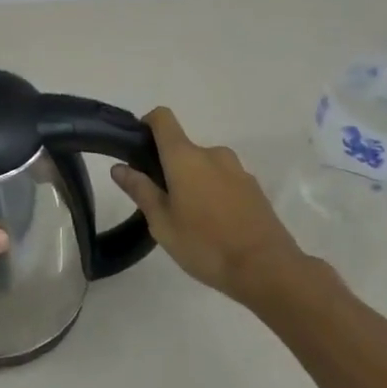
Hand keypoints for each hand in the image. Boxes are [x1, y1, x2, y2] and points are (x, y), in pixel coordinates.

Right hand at [111, 107, 305, 308]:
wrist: (268, 269)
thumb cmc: (205, 245)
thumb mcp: (162, 223)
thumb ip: (140, 191)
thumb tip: (119, 167)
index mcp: (185, 157)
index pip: (163, 118)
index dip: (148, 124)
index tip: (139, 148)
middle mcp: (212, 153)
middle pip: (183, 148)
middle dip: (170, 168)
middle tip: (163, 203)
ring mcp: (237, 169)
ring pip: (205, 166)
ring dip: (194, 182)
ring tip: (192, 220)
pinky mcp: (255, 187)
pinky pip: (225, 180)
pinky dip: (215, 193)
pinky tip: (216, 226)